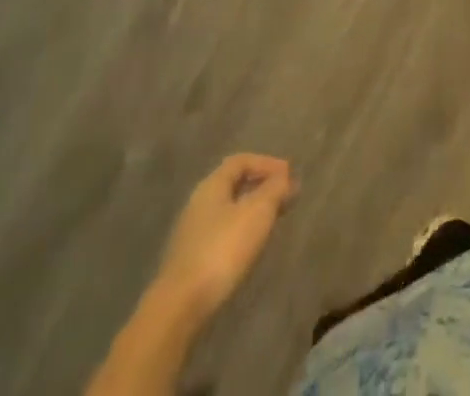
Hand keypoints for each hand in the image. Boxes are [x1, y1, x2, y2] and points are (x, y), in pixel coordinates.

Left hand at [151, 153, 297, 322]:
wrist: (179, 308)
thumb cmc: (222, 250)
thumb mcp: (257, 212)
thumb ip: (275, 190)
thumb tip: (286, 178)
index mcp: (212, 185)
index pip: (241, 161)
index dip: (266, 163)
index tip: (289, 175)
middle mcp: (198, 203)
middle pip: (234, 185)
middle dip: (261, 187)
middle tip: (285, 198)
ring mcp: (191, 234)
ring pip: (228, 211)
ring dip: (252, 211)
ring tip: (273, 222)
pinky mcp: (190, 262)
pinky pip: (221, 234)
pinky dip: (241, 232)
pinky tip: (251, 248)